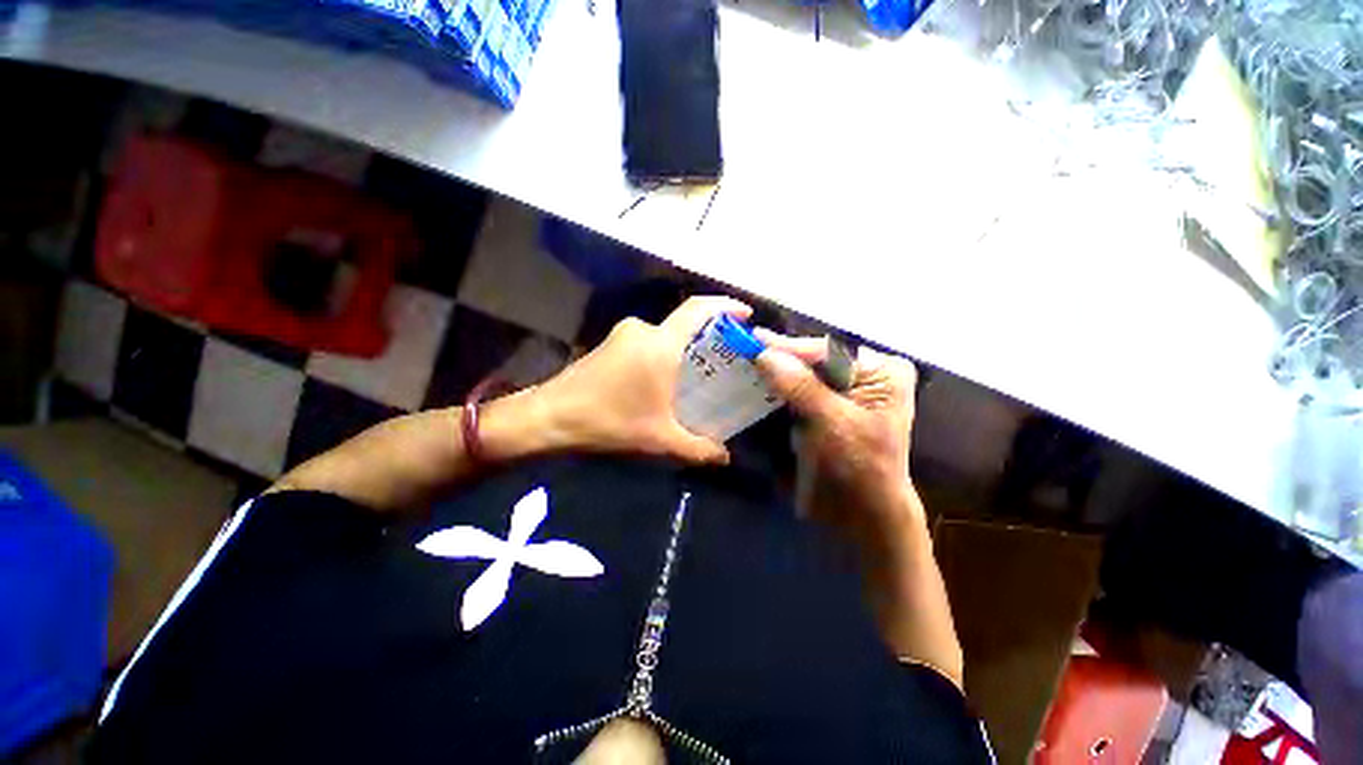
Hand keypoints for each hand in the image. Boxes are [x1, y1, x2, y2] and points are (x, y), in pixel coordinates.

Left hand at [529, 296, 751, 464]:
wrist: (549, 417)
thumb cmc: (609, 422)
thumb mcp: (659, 439)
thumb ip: (698, 448)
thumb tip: (726, 457)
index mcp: (660, 344)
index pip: (698, 309)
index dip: (725, 306)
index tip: (745, 315)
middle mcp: (643, 330)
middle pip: (684, 323)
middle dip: (708, 336)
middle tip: (727, 357)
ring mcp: (623, 335)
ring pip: (665, 334)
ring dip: (684, 348)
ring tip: (700, 373)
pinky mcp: (610, 344)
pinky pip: (648, 341)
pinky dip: (664, 353)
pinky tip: (666, 379)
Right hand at [754, 331, 921, 548]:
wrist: (864, 514)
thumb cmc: (861, 469)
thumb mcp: (834, 424)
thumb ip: (801, 387)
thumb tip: (764, 354)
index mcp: (881, 372)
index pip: (827, 351)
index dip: (789, 347)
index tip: (754, 338)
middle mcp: (864, 374)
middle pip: (814, 359)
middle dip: (781, 357)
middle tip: (744, 348)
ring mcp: (844, 390)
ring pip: (804, 373)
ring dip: (776, 371)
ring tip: (744, 359)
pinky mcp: (826, 407)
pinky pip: (799, 390)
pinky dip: (778, 388)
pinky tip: (758, 381)